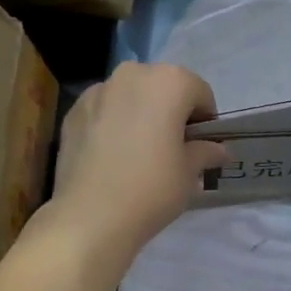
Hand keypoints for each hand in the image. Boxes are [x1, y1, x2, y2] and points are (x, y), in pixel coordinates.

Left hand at [49, 62, 227, 258]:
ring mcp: (98, 90)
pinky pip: (104, 110)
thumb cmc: (152, 188)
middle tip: (170, 148)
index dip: (205, 120)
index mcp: (169, 81)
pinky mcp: (73, 111)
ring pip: (131, 96)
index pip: (200, 93)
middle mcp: (133, 74)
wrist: (90, 216)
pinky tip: (112, 156)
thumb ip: (205, 151)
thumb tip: (217, 150)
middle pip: (163, 87)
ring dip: (140, 114)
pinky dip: (112, 124)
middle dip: (171, 111)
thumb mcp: (190, 172)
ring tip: (137, 152)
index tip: (200, 146)